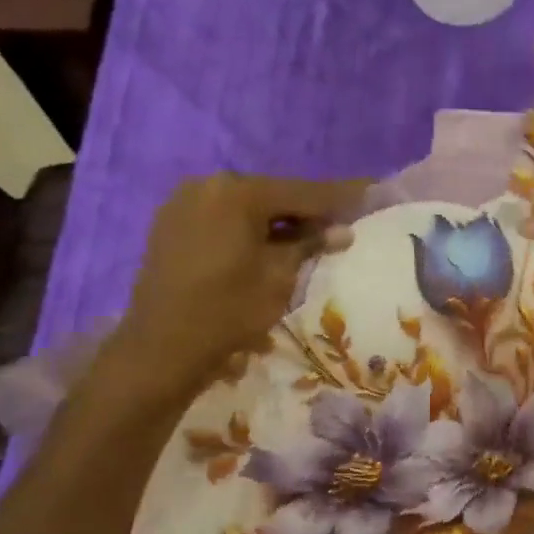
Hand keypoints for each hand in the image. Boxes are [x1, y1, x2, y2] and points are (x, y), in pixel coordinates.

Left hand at [109, 173, 357, 398]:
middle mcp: (207, 185)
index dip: (340, 196)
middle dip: (307, 210)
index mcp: (237, 192)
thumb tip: (342, 230)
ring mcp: (183, 203)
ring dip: (277, 221)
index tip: (371, 189)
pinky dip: (248, 229)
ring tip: (308, 238)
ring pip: (246, 207)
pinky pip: (222, 219)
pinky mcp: (171, 225)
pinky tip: (267, 246)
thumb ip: (310, 245)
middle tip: (340, 222)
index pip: (303, 192)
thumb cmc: (229, 310)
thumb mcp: (279, 277)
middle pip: (272, 195)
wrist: (162, 347)